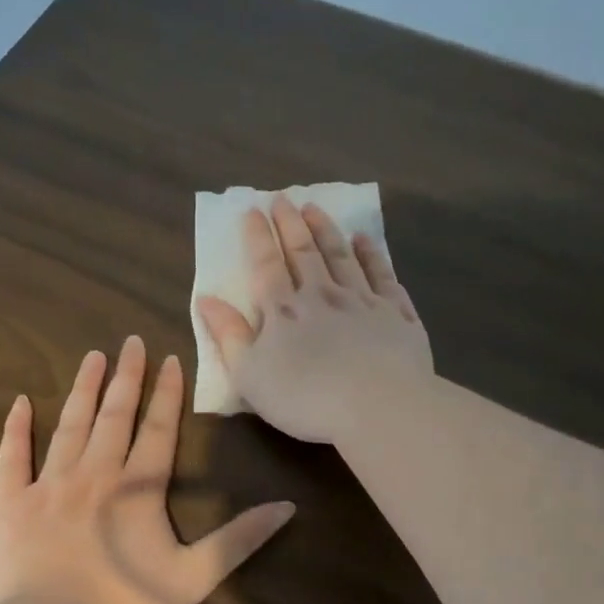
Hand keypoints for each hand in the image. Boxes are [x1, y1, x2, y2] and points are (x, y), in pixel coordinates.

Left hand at [0, 336, 295, 603]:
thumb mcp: (195, 578)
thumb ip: (239, 540)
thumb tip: (287, 507)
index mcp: (137, 489)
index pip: (158, 430)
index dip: (166, 393)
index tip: (170, 359)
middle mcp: (94, 474)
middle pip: (113, 416)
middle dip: (125, 377)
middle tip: (129, 341)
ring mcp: (48, 485)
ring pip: (69, 425)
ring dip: (82, 390)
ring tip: (91, 357)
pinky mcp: (11, 503)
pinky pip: (12, 456)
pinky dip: (16, 428)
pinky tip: (20, 402)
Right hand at [196, 196, 433, 443]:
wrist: (378, 405)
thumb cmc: (305, 397)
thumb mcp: (250, 375)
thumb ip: (229, 335)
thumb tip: (207, 299)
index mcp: (284, 310)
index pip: (266, 265)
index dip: (257, 237)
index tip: (252, 210)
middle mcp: (323, 295)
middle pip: (304, 252)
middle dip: (291, 224)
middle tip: (283, 199)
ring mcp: (363, 301)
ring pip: (342, 256)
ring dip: (327, 230)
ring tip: (316, 208)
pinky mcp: (397, 314)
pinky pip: (382, 275)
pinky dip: (372, 254)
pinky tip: (365, 240)